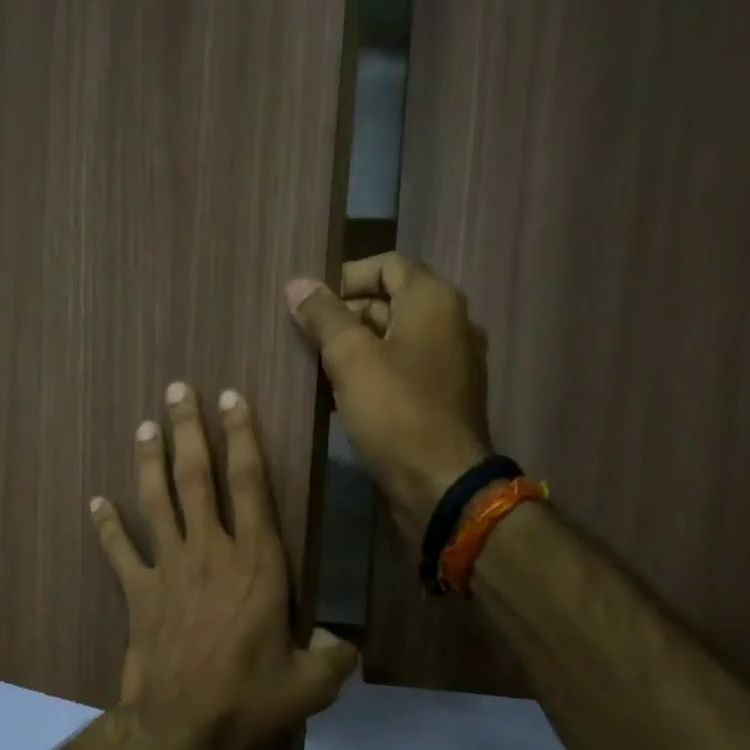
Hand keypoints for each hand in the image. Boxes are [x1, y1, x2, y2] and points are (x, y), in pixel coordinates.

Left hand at [89, 382, 358, 749]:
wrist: (180, 728)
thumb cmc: (249, 701)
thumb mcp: (311, 685)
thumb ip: (334, 656)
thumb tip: (342, 643)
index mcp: (258, 564)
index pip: (250, 484)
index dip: (242, 437)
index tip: (232, 399)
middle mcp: (211, 553)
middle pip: (198, 478)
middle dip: (190, 430)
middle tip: (179, 389)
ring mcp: (169, 570)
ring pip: (158, 502)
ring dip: (150, 461)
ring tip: (145, 426)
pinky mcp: (139, 594)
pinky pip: (120, 552)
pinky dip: (107, 526)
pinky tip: (95, 501)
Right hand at [286, 253, 493, 533]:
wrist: (440, 484)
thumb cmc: (395, 412)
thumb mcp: (350, 358)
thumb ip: (323, 317)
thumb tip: (297, 284)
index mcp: (433, 301)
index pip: (387, 265)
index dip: (344, 278)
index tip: (309, 305)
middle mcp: (451, 323)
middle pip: (390, 302)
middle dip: (345, 317)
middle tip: (305, 341)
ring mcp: (452, 364)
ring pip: (394, 341)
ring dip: (355, 350)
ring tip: (315, 370)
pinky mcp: (444, 399)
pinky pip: (404, 372)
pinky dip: (373, 376)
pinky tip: (341, 398)